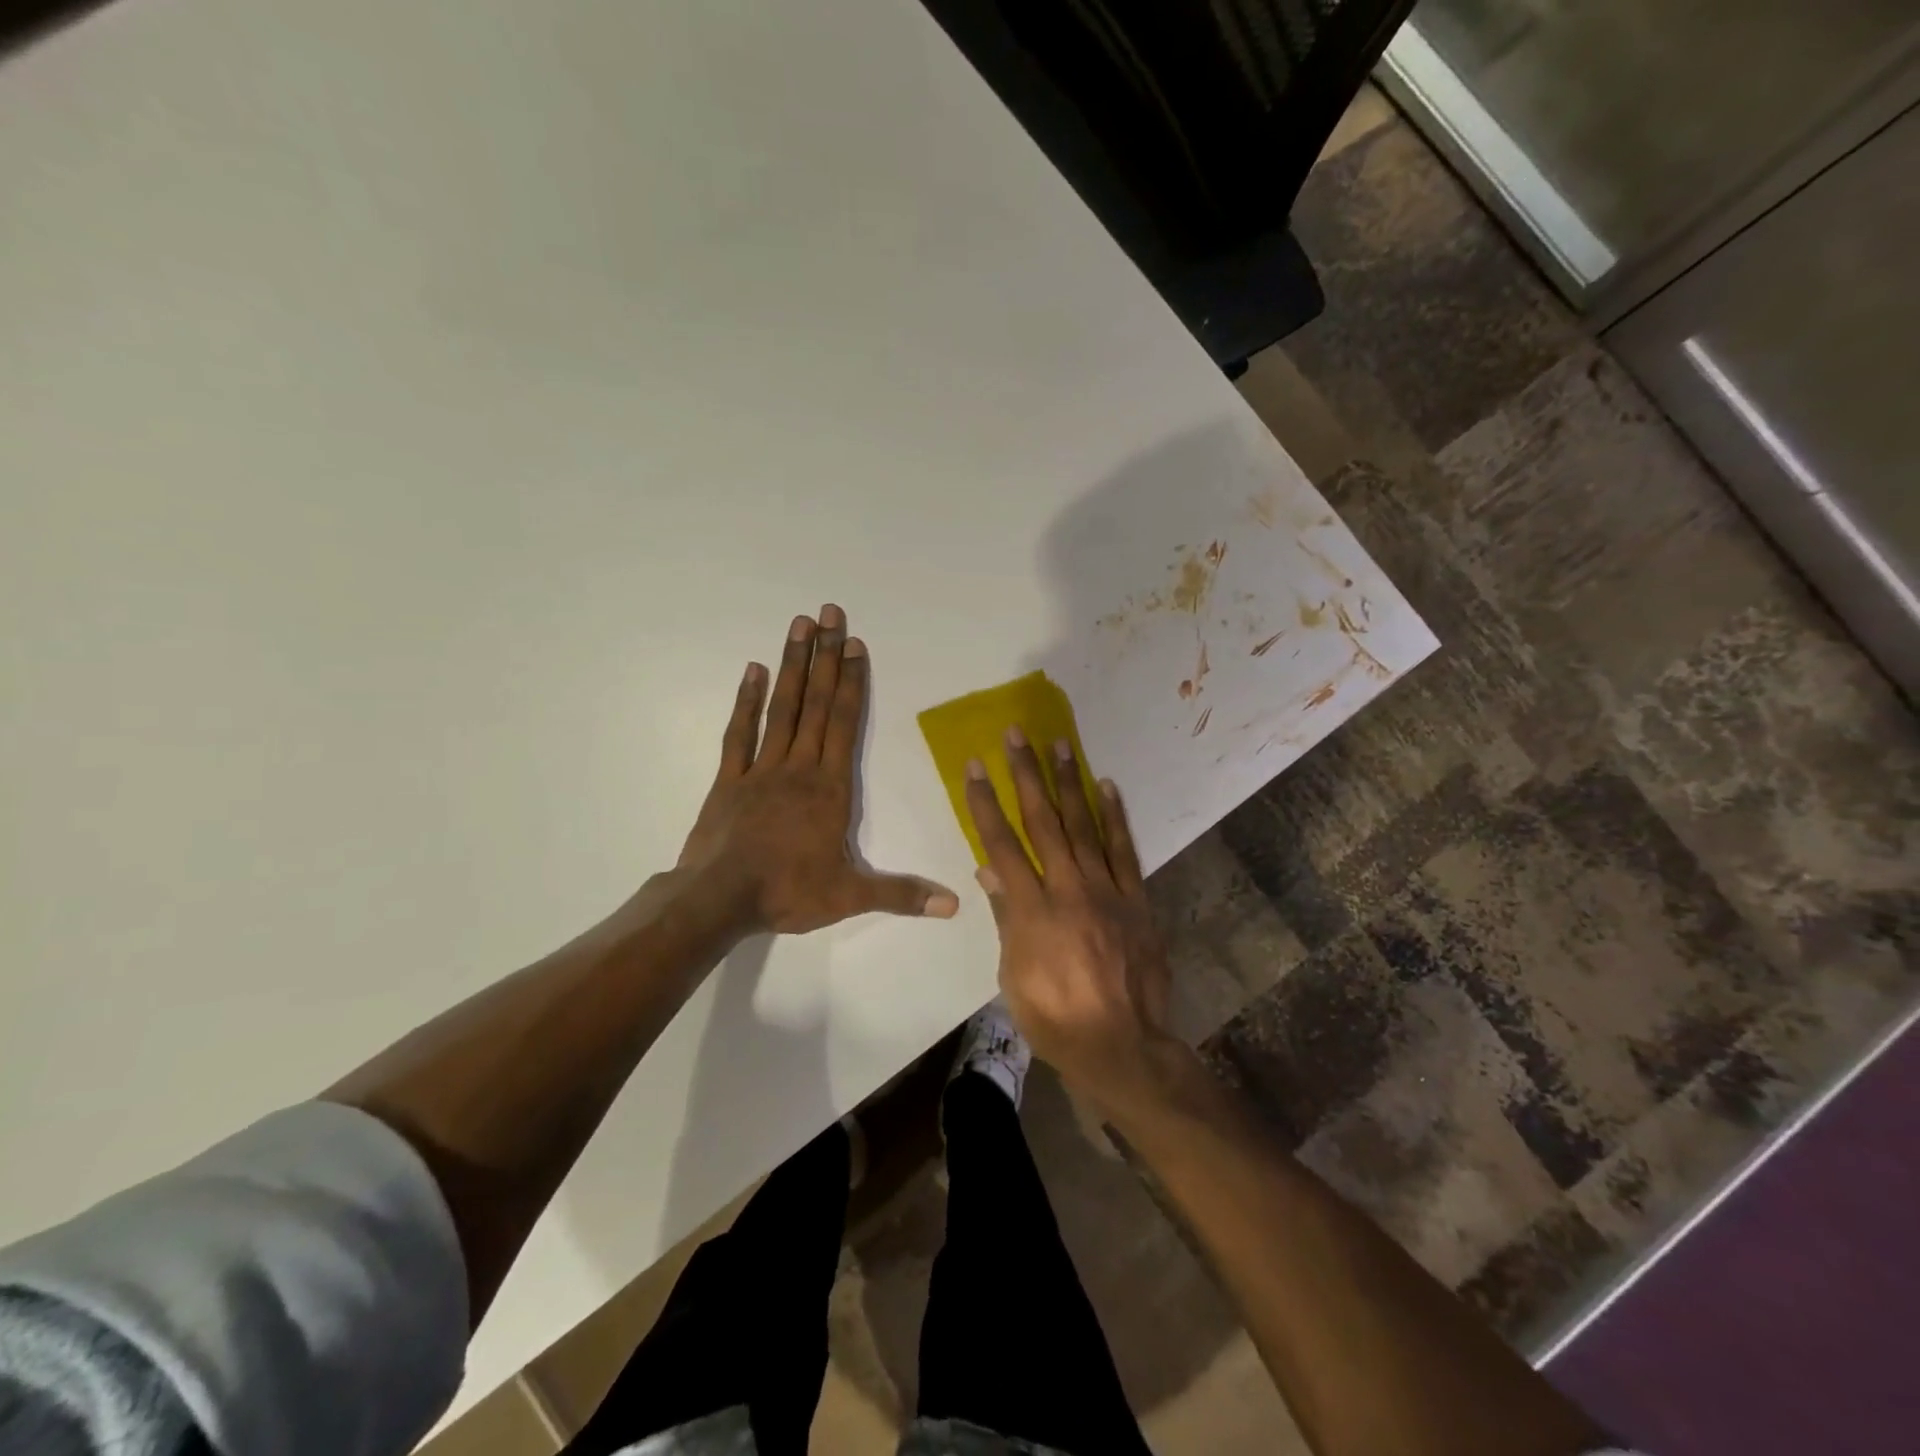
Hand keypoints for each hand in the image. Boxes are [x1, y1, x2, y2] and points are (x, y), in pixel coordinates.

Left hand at [675, 604, 959, 935]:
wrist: (719, 900)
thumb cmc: (787, 893)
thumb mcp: (850, 896)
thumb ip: (902, 894)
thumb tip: (953, 905)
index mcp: (830, 788)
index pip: (845, 724)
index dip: (851, 682)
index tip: (855, 644)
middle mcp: (799, 768)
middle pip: (816, 704)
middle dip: (826, 657)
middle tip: (829, 613)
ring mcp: (760, 770)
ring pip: (782, 709)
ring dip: (793, 666)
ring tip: (799, 625)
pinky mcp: (729, 780)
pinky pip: (739, 734)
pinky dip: (746, 701)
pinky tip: (753, 670)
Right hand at [964, 728, 1175, 1109]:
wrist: (1121, 1044)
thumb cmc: (1054, 1017)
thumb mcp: (1013, 974)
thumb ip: (1006, 916)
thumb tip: (990, 869)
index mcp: (1032, 909)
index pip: (1002, 844)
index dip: (986, 803)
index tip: (976, 767)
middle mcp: (1069, 889)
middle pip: (1043, 821)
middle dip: (1026, 775)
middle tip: (1017, 735)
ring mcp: (1107, 891)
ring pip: (1084, 825)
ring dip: (1069, 782)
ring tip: (1060, 744)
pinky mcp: (1136, 898)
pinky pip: (1125, 850)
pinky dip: (1115, 816)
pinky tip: (1106, 786)